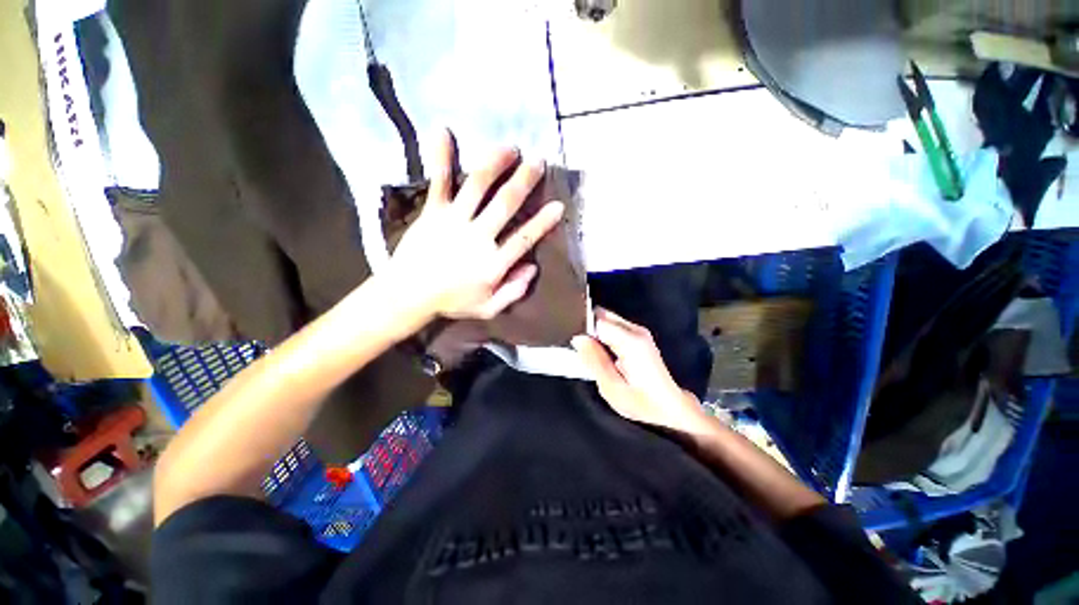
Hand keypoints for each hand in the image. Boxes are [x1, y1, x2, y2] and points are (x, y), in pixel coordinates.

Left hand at [388, 130, 564, 320]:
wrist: (408, 295)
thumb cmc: (451, 302)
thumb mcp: (489, 308)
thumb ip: (514, 291)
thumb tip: (533, 267)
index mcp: (493, 263)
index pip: (524, 238)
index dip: (543, 222)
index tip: (558, 205)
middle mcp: (478, 237)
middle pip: (506, 204)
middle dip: (524, 181)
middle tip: (538, 161)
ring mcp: (455, 221)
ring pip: (478, 186)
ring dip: (495, 164)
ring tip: (510, 148)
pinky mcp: (433, 213)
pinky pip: (439, 182)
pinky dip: (441, 157)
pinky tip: (444, 131)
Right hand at [572, 309, 708, 433]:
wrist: (670, 408)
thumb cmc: (642, 403)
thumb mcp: (611, 387)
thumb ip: (593, 360)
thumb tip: (578, 338)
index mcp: (630, 341)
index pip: (596, 319)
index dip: (581, 327)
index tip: (572, 341)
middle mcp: (635, 330)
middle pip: (602, 314)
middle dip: (586, 326)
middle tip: (579, 346)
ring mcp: (639, 331)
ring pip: (606, 318)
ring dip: (594, 330)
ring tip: (589, 350)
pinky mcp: (639, 335)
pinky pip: (613, 325)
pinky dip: (602, 333)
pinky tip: (601, 350)